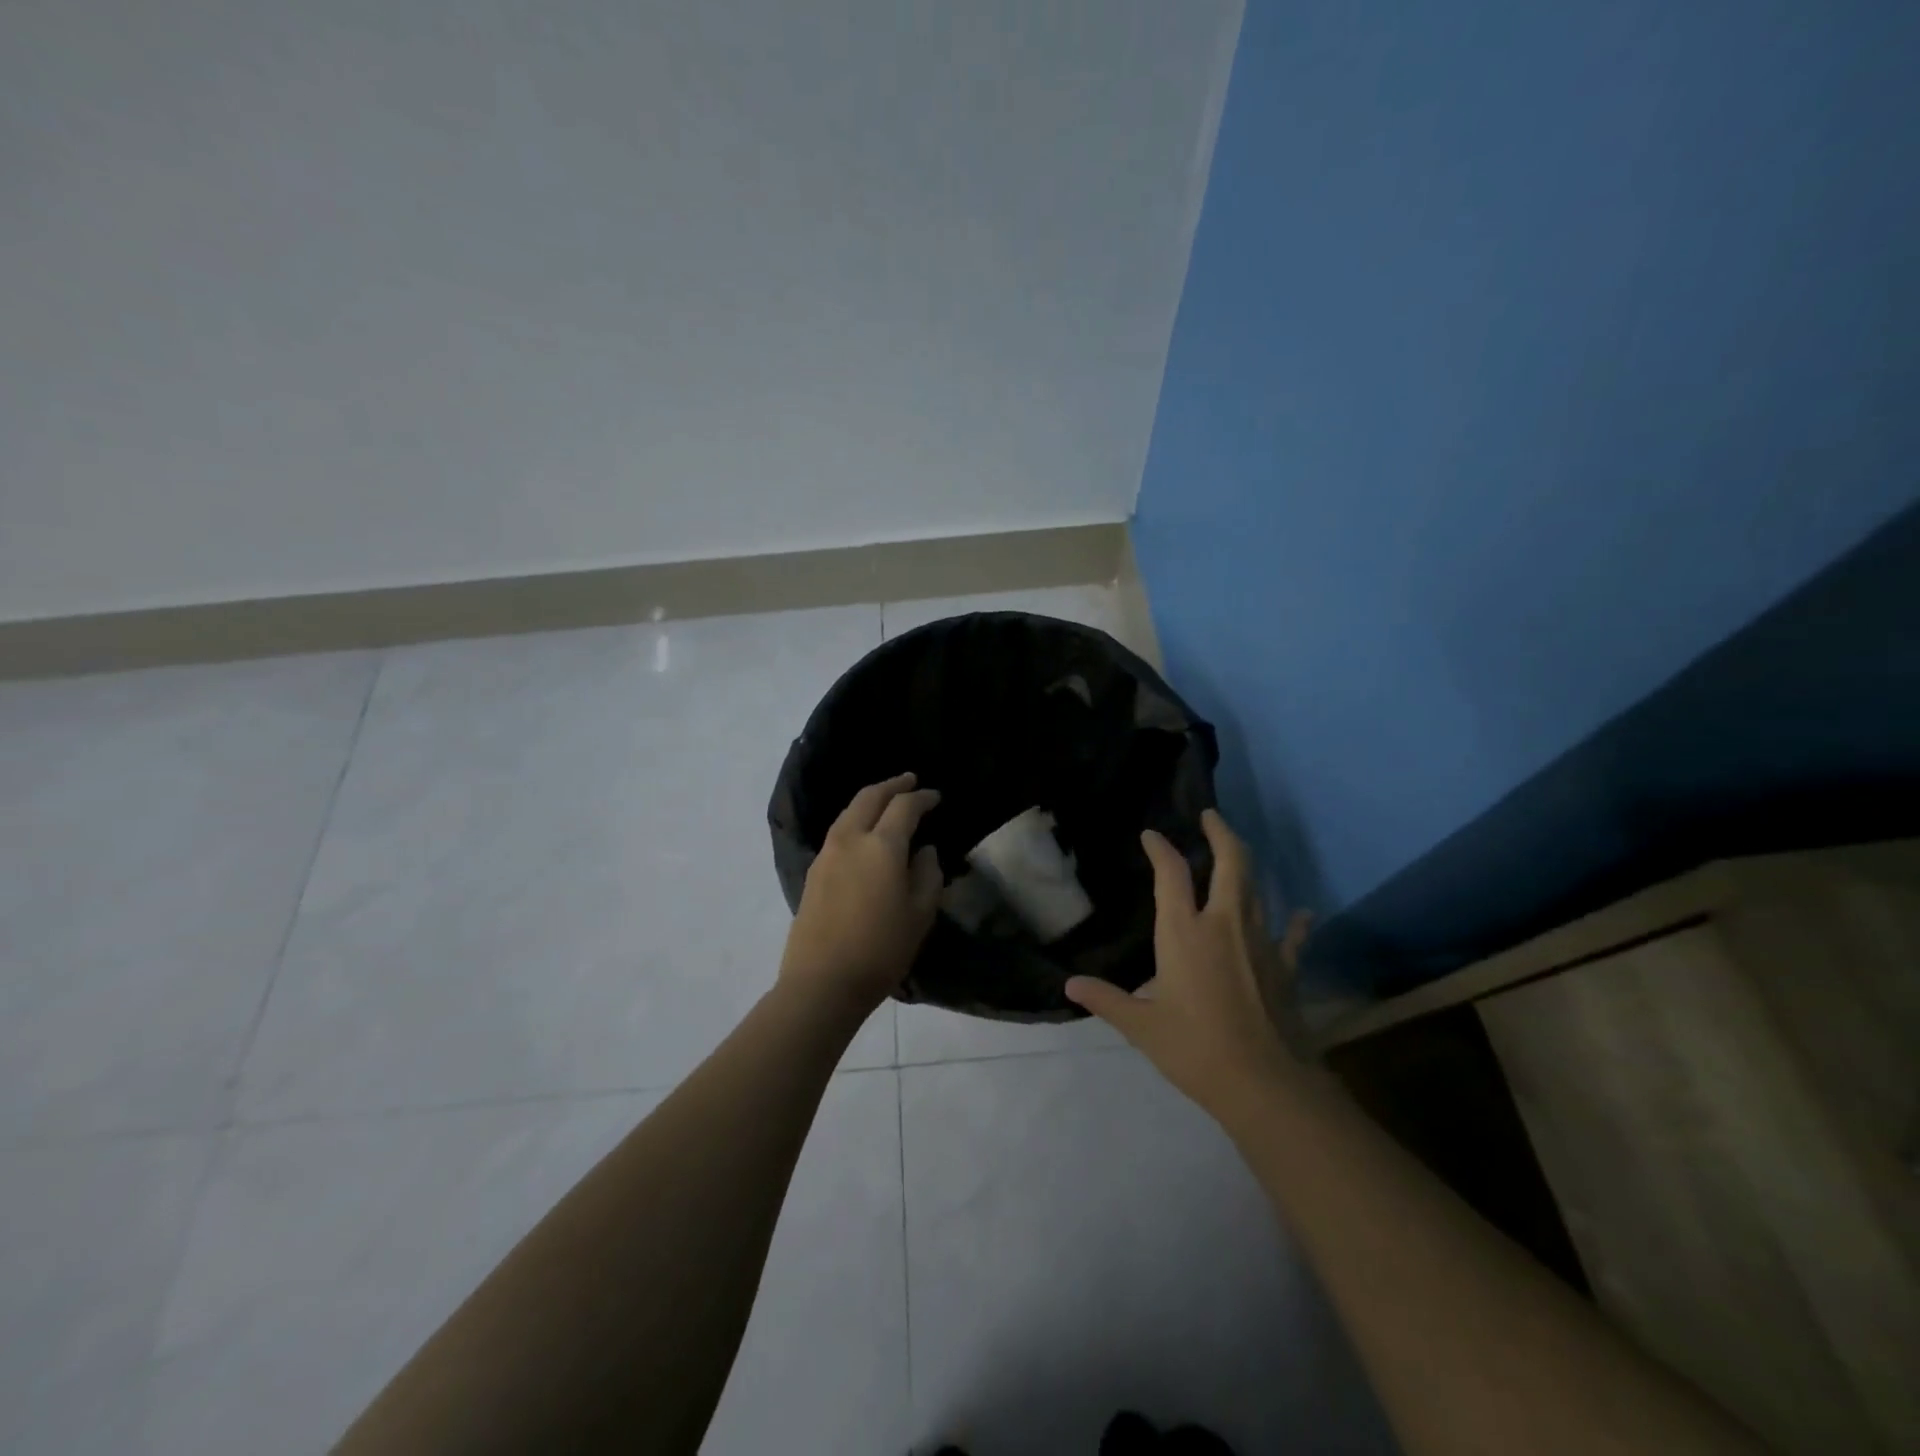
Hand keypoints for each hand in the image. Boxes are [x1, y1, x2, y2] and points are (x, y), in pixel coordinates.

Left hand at [780, 773, 943, 1012]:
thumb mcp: (920, 914)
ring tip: (887, 800)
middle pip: (870, 797)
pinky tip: (864, 831)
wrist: (822, 982)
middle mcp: (850, 839)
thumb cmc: (881, 949)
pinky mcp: (814, 871)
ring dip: (870, 799)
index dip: (922, 798)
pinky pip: (839, 830)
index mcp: (882, 846)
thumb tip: (924, 850)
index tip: (936, 797)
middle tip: (909, 780)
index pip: (904, 807)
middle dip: (892, 785)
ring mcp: (827, 853)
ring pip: (849, 811)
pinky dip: (856, 819)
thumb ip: (927, 874)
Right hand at [1065, 810, 1311, 1119]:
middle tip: (1211, 816)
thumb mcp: (1141, 1026)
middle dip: (1221, 833)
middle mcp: (1224, 924)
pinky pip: (1291, 935)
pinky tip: (1302, 913)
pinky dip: (1296, 921)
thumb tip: (1069, 985)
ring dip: (1246, 865)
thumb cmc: (1195, 1049)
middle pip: (1231, 863)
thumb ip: (1106, 999)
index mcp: (1185, 933)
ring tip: (1237, 853)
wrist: (1265, 1085)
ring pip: (1257, 889)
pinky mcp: (1285, 966)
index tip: (1151, 835)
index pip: (1170, 874)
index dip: (1160, 849)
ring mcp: (1261, 942)